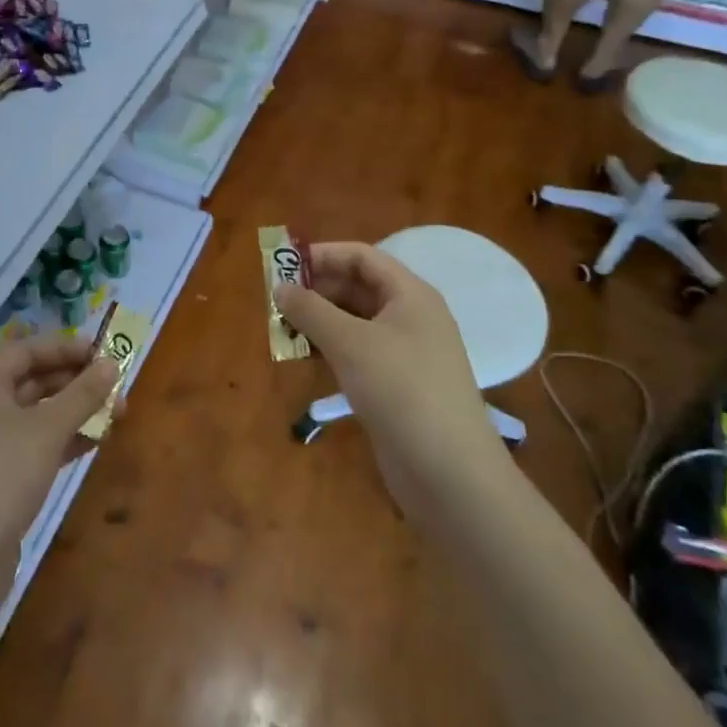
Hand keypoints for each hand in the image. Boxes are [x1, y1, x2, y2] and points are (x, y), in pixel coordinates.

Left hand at [0, 336, 117, 569]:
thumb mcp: (47, 428)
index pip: (28, 350)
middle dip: (76, 382)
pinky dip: (62, 440)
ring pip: (36, 415)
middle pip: (32, 380)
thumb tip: (112, 364)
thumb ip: (82, 394)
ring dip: (74, 412)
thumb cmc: (1, 474)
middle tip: (117, 387)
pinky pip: (33, 445)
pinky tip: (93, 444)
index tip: (104, 351)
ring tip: (116, 415)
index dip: (66, 347)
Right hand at [275, 242, 503, 505]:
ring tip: (283, 330)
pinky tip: (305, 359)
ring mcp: (407, 352)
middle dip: (317, 290)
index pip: (362, 257)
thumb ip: (311, 310)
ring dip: (320, 321)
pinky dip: (331, 349)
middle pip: (358, 287)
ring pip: (356, 322)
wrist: (449, 471)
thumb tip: (280, 287)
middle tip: (277, 302)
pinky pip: (359, 352)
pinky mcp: (398, 384)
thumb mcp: (349, 343)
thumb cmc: (400, 390)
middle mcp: (411, 317)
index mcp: (410, 295)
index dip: (322, 256)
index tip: (283, 266)